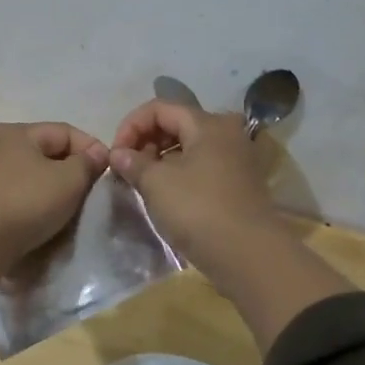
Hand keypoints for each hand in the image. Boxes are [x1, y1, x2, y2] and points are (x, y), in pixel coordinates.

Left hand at [0, 121, 109, 263]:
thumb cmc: (25, 203)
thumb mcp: (68, 181)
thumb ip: (87, 163)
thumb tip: (96, 153)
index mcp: (15, 132)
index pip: (64, 131)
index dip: (90, 148)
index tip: (107, 172)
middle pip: (42, 151)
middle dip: (68, 168)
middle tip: (88, 190)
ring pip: (24, 173)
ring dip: (45, 185)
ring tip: (63, 206)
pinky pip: (8, 193)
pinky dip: (25, 200)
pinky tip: (33, 217)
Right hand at [108, 100, 284, 272]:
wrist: (248, 255)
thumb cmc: (199, 210)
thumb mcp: (157, 183)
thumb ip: (133, 163)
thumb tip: (119, 154)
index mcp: (208, 124)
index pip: (159, 108)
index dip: (131, 125)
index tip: (116, 154)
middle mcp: (226, 133)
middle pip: (176, 124)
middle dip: (145, 141)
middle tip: (127, 168)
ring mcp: (236, 159)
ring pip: (188, 146)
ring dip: (160, 159)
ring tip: (141, 182)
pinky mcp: (238, 183)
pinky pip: (201, 166)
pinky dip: (178, 173)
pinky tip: (164, 194)